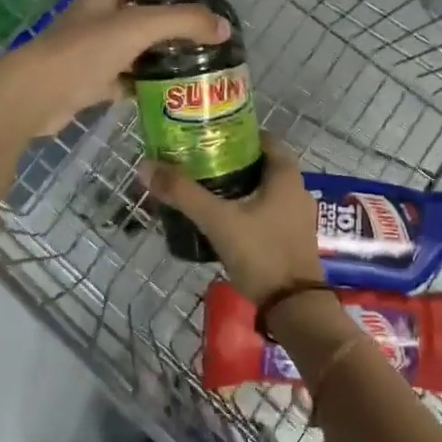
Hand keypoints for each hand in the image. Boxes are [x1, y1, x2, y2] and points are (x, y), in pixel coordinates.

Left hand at [0, 0, 227, 137]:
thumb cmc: (86, 50)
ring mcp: (93, 52)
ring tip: (197, 67)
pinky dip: (144, 85)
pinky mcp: (90, 82)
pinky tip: (169, 93)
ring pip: (136, 51)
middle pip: (143, 17)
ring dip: (161, 58)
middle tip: (208, 41)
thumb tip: (224, 27)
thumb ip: (184, 22)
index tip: (205, 5)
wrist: (38, 94)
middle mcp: (98, 19)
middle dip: (173, 28)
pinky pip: (125, 80)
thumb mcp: (140, 26)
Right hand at [141, 136, 324, 301]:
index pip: (262, 138)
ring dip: (235, 187)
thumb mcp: (218, 220)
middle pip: (259, 164)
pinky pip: (265, 211)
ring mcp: (296, 215)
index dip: (235, 133)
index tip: (206, 137)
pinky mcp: (290, 237)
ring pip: (262, 189)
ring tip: (202, 189)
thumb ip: (183, 193)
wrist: (294, 307)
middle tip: (196, 163)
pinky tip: (219, 218)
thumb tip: (146, 166)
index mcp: (286, 174)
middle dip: (229, 161)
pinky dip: (244, 208)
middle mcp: (296, 188)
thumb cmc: (261, 253)